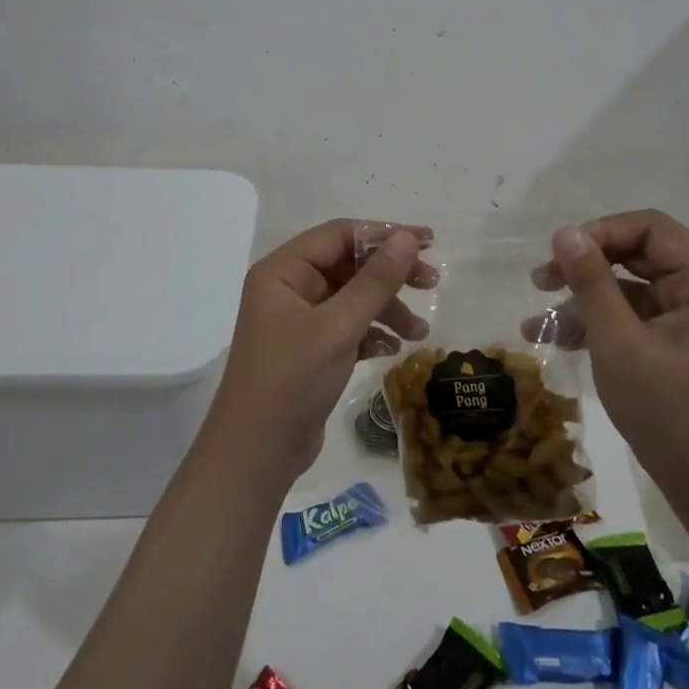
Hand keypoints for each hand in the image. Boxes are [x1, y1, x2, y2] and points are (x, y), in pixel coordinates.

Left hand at [204, 219, 435, 481]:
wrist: (257, 454)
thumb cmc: (292, 379)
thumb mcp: (338, 326)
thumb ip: (375, 281)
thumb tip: (408, 238)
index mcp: (283, 271)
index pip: (339, 234)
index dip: (385, 234)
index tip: (428, 242)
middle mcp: (288, 289)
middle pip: (348, 265)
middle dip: (390, 275)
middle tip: (432, 283)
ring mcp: (299, 321)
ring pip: (352, 299)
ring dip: (387, 309)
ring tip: (419, 332)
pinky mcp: (311, 350)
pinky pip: (348, 327)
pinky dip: (372, 334)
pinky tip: (393, 351)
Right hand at [530, 210, 688, 476]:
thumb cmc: (666, 410)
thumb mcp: (619, 342)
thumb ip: (591, 282)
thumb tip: (565, 232)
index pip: (650, 228)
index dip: (601, 232)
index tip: (559, 253)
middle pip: (636, 253)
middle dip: (585, 266)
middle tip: (540, 280)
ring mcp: (688, 314)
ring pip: (626, 284)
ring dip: (582, 298)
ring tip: (537, 322)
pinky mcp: (673, 338)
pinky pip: (629, 313)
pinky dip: (595, 321)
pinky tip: (555, 338)